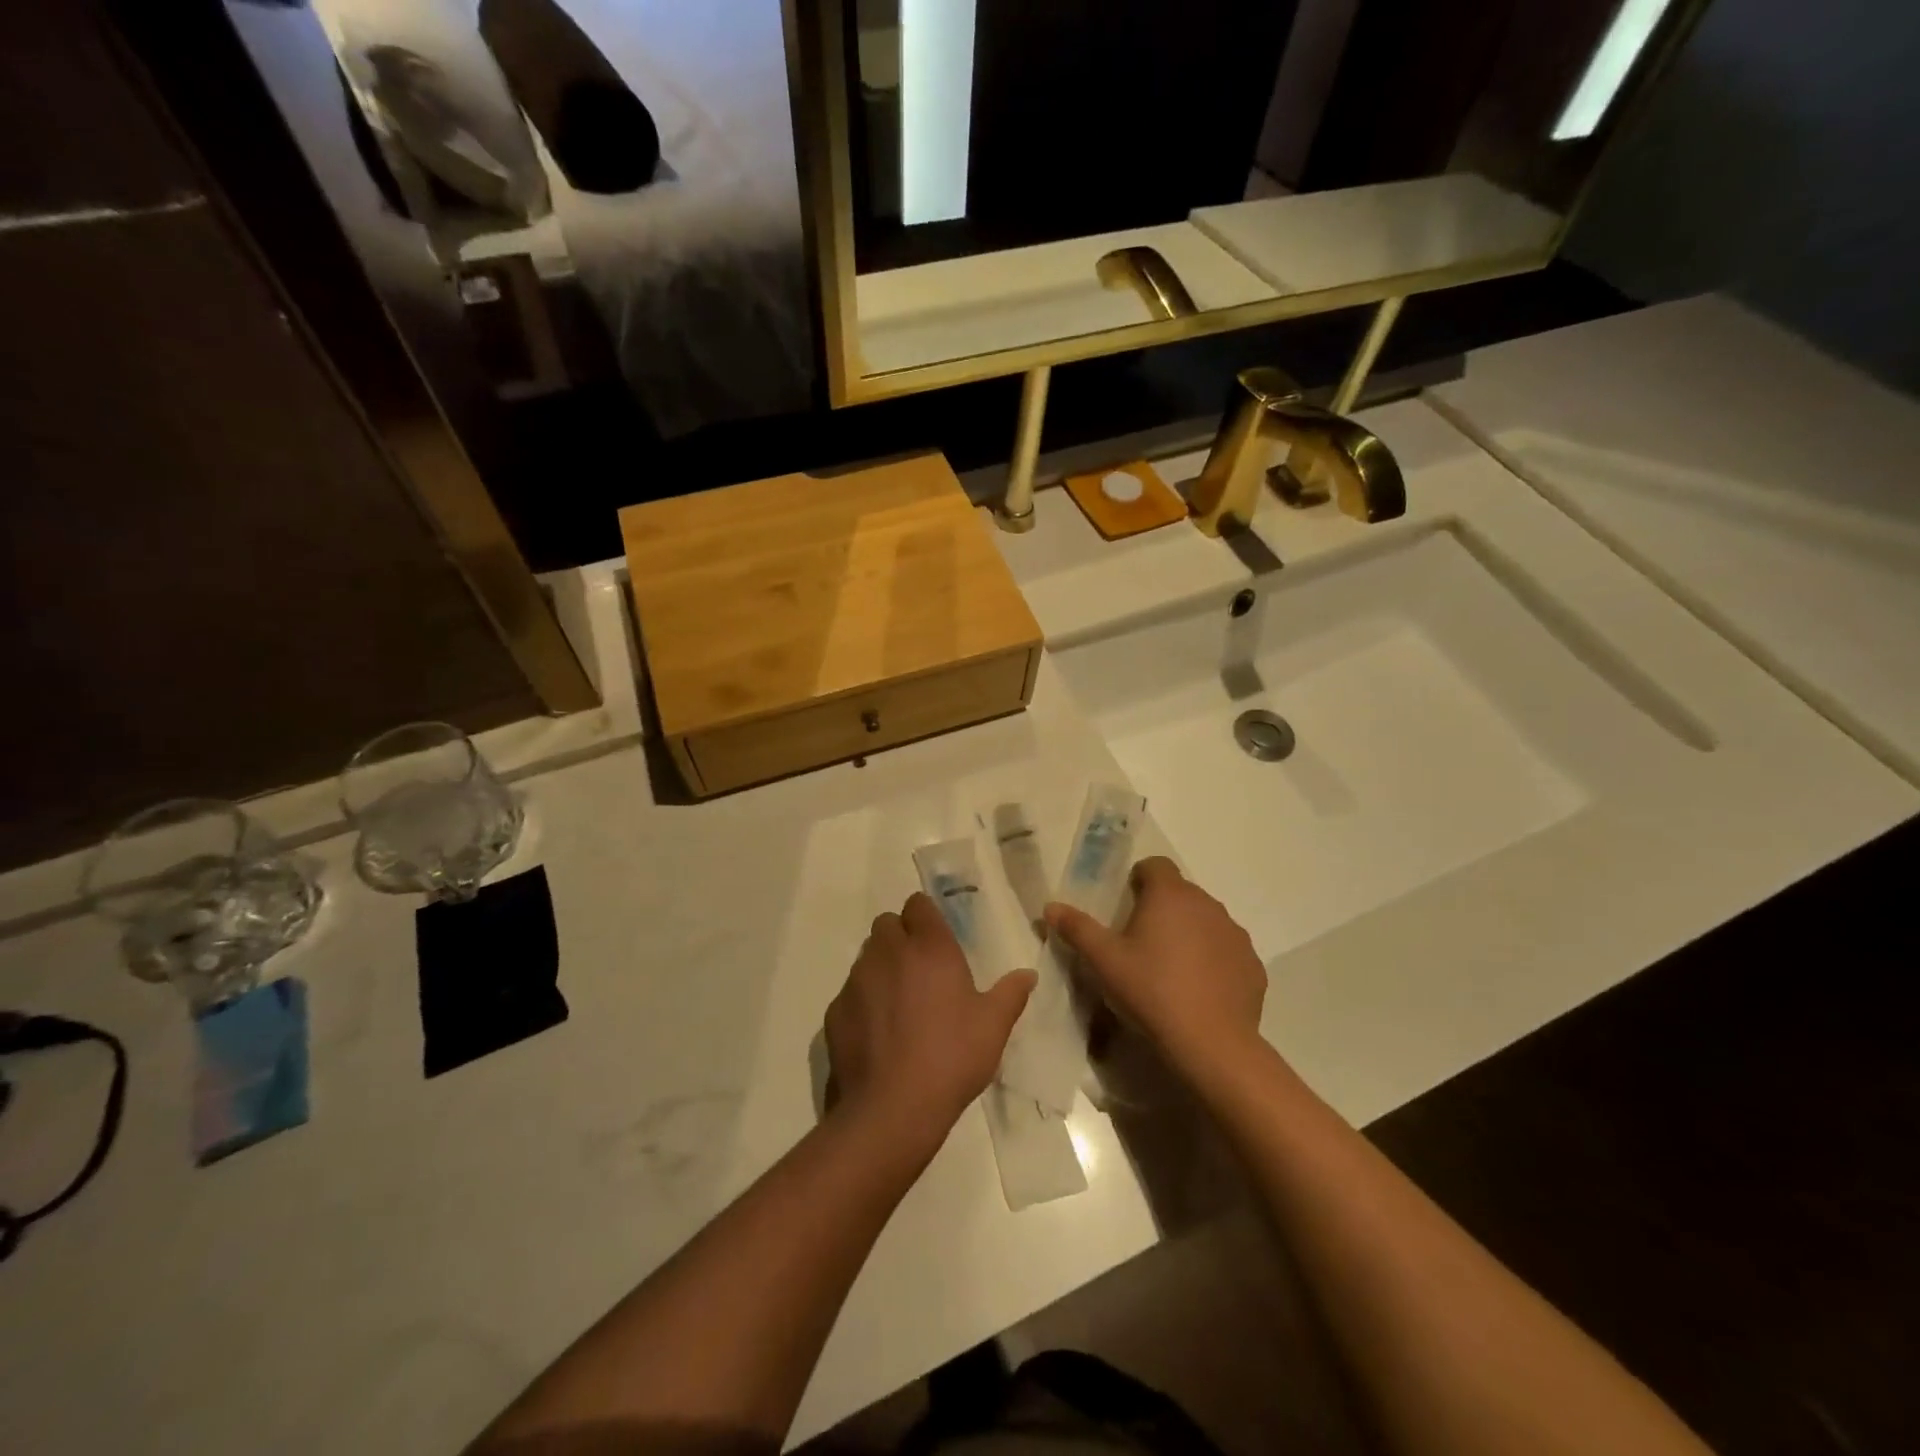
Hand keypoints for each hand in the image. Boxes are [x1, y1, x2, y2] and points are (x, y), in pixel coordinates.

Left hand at [825, 893, 1035, 1147]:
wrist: (893, 1107)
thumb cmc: (951, 1057)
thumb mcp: (993, 1026)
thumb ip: (1010, 994)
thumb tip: (1028, 975)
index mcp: (929, 947)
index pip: (918, 904)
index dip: (926, 917)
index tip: (937, 939)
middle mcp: (889, 952)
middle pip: (888, 924)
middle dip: (901, 936)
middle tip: (920, 968)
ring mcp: (857, 979)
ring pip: (867, 955)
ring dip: (881, 965)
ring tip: (899, 1001)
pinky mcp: (836, 1009)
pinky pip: (850, 991)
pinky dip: (863, 1000)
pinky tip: (877, 1031)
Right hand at [1045, 858, 1266, 1078]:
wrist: (1212, 1044)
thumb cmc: (1151, 991)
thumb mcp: (1104, 961)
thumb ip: (1077, 928)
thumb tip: (1051, 906)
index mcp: (1170, 895)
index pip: (1155, 865)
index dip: (1139, 880)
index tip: (1126, 907)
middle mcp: (1207, 904)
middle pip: (1180, 893)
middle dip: (1161, 909)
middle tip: (1140, 944)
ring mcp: (1234, 934)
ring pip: (1205, 921)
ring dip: (1188, 933)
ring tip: (1169, 969)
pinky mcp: (1252, 964)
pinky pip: (1226, 951)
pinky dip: (1212, 960)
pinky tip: (1198, 990)